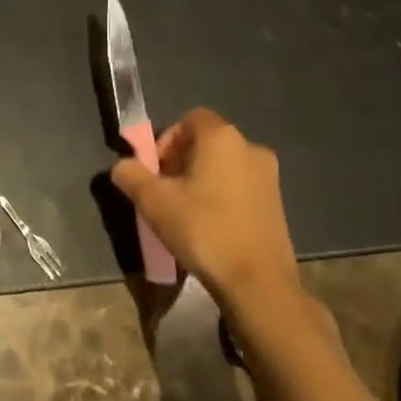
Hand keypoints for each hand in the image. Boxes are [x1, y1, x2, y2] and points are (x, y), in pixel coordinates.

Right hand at [111, 108, 321, 340]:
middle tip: (165, 193)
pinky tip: (211, 226)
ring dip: (201, 180)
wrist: (257, 281)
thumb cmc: (203, 230)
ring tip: (186, 213)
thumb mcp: (153, 202)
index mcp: (221, 137)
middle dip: (180, 162)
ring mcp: (269, 176)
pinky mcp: (278, 203)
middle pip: (206, 142)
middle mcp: (250, 147)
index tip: (155, 171)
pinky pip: (240, 187)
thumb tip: (122, 167)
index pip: (188, 119)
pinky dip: (222, 196)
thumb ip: (131, 175)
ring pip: (224, 166)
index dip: (166, 140)